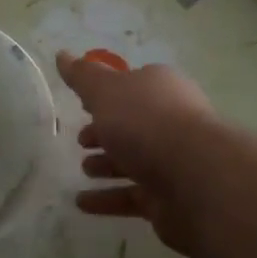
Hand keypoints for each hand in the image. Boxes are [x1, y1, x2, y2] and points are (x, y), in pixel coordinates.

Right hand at [55, 51, 214, 248]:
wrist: (195, 178)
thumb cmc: (146, 122)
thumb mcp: (106, 91)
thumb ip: (83, 76)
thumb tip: (61, 54)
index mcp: (160, 88)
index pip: (131, 86)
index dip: (106, 94)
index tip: (82, 105)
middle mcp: (171, 120)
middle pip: (133, 124)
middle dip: (106, 131)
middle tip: (80, 140)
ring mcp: (173, 160)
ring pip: (134, 160)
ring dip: (107, 165)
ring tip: (83, 170)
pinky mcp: (170, 197)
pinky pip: (132, 196)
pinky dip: (108, 199)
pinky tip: (82, 203)